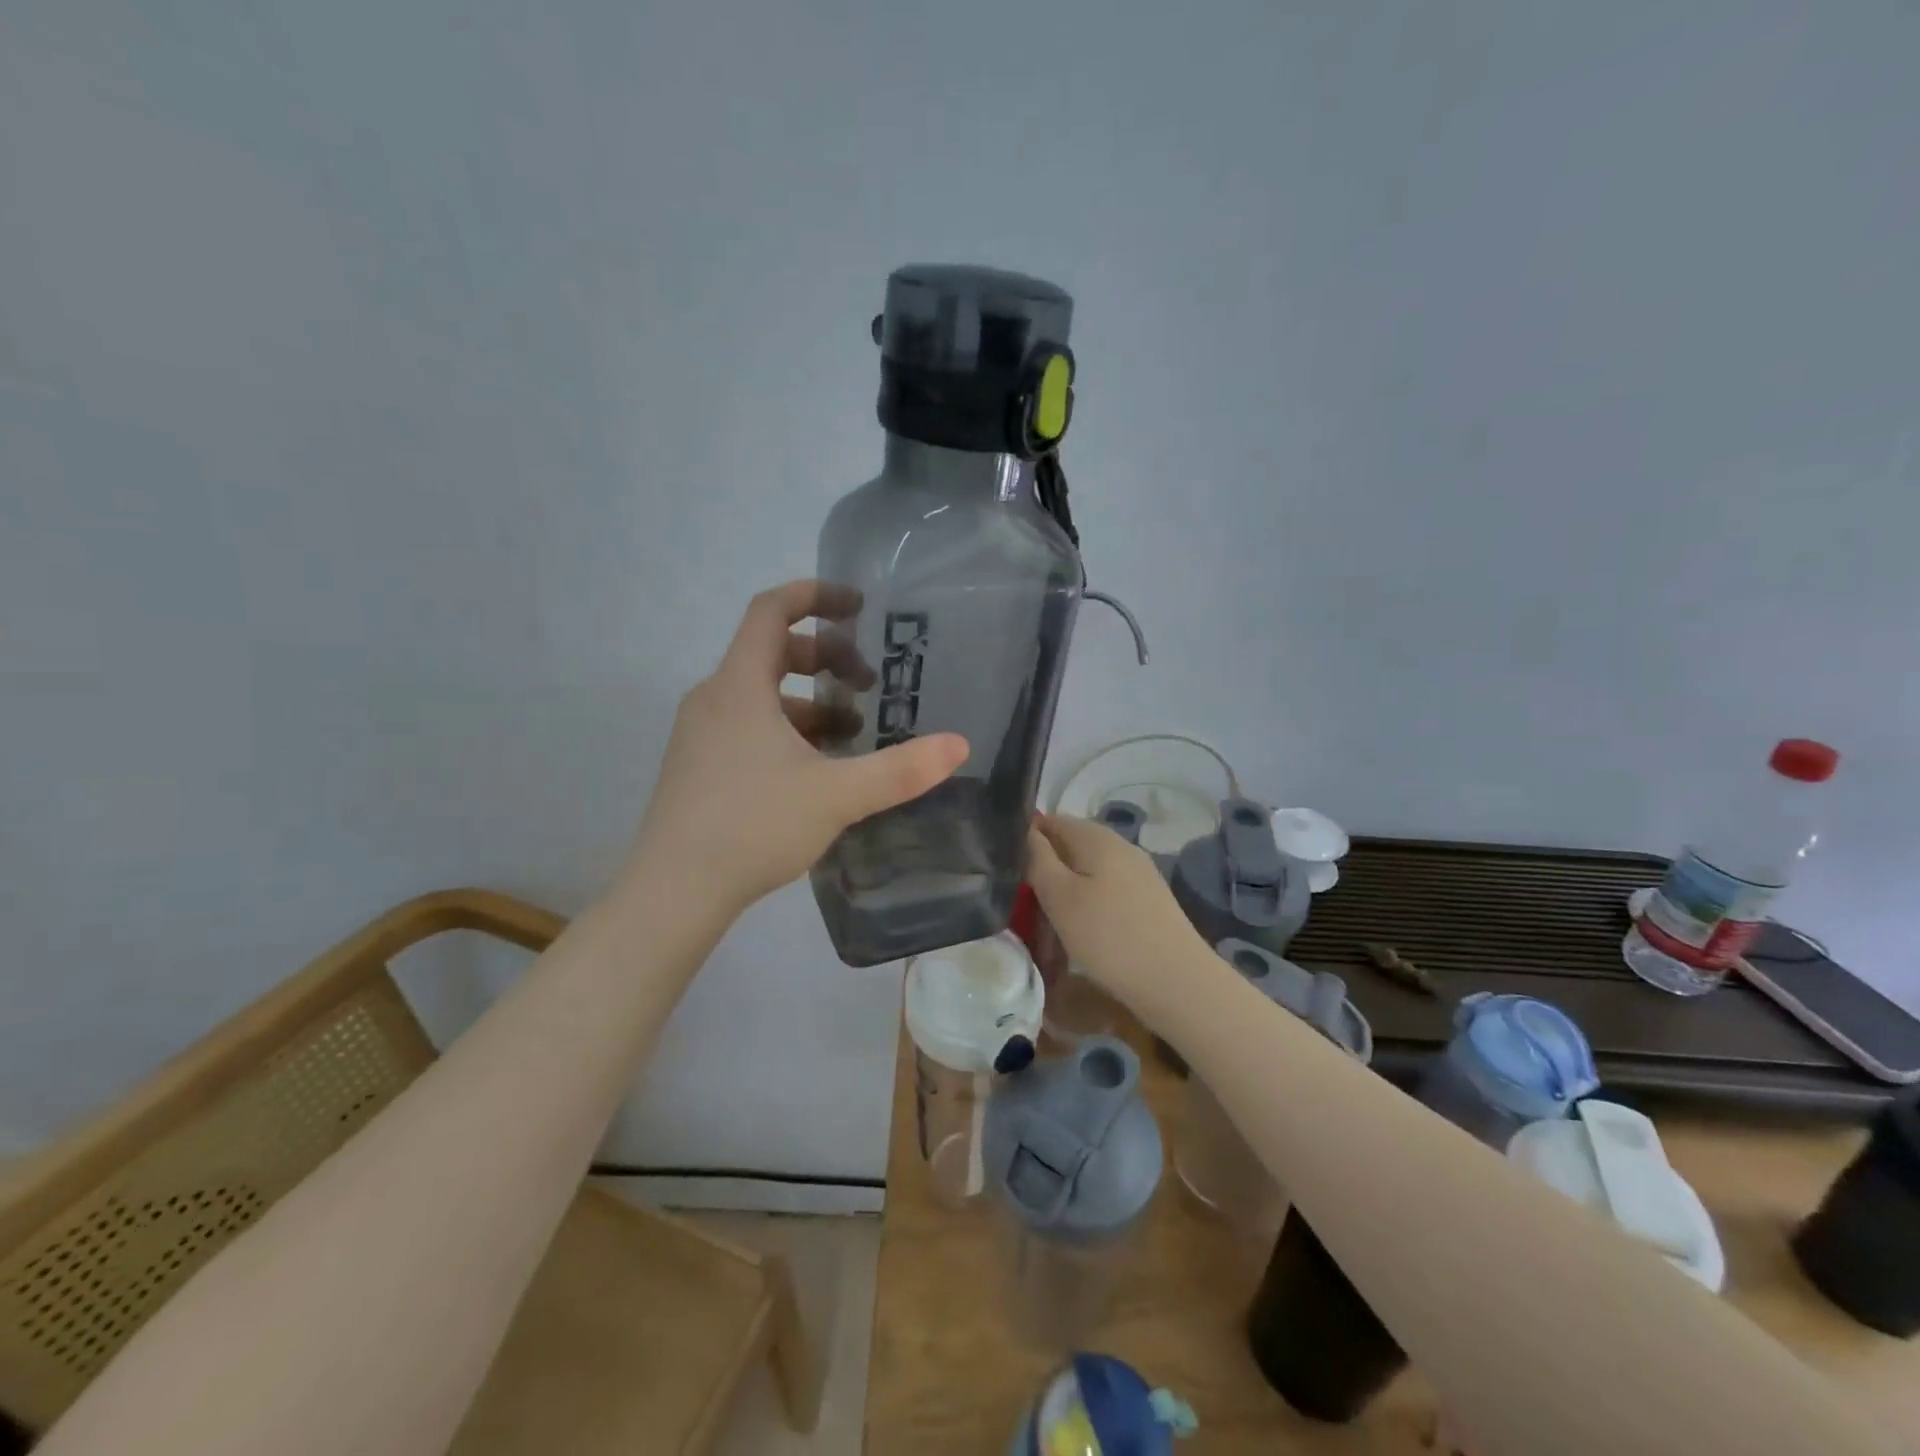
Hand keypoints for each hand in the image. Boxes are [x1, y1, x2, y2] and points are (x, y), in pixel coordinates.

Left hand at [632, 581, 969, 914]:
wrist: (674, 891)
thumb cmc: (754, 825)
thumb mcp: (837, 795)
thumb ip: (901, 769)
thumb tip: (959, 745)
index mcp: (740, 685)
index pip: (770, 610)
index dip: (814, 596)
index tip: (856, 606)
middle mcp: (713, 698)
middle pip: (770, 652)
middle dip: (825, 658)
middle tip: (867, 685)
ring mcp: (699, 734)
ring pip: (760, 695)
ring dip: (808, 702)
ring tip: (851, 735)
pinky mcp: (697, 766)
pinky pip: (746, 726)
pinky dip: (785, 730)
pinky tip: (814, 771)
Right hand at [1025, 813, 1210, 1011]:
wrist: (1177, 983)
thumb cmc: (1110, 936)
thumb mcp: (1060, 896)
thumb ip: (1038, 858)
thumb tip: (1025, 831)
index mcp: (1096, 836)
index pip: (1050, 821)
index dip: (1024, 840)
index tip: (1005, 870)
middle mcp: (1120, 846)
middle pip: (1069, 847)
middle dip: (1044, 870)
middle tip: (1021, 904)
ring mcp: (1138, 873)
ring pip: (1087, 873)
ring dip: (1064, 893)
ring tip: (1046, 926)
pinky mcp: (1147, 901)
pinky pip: (1105, 893)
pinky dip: (1086, 908)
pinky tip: (1079, 935)